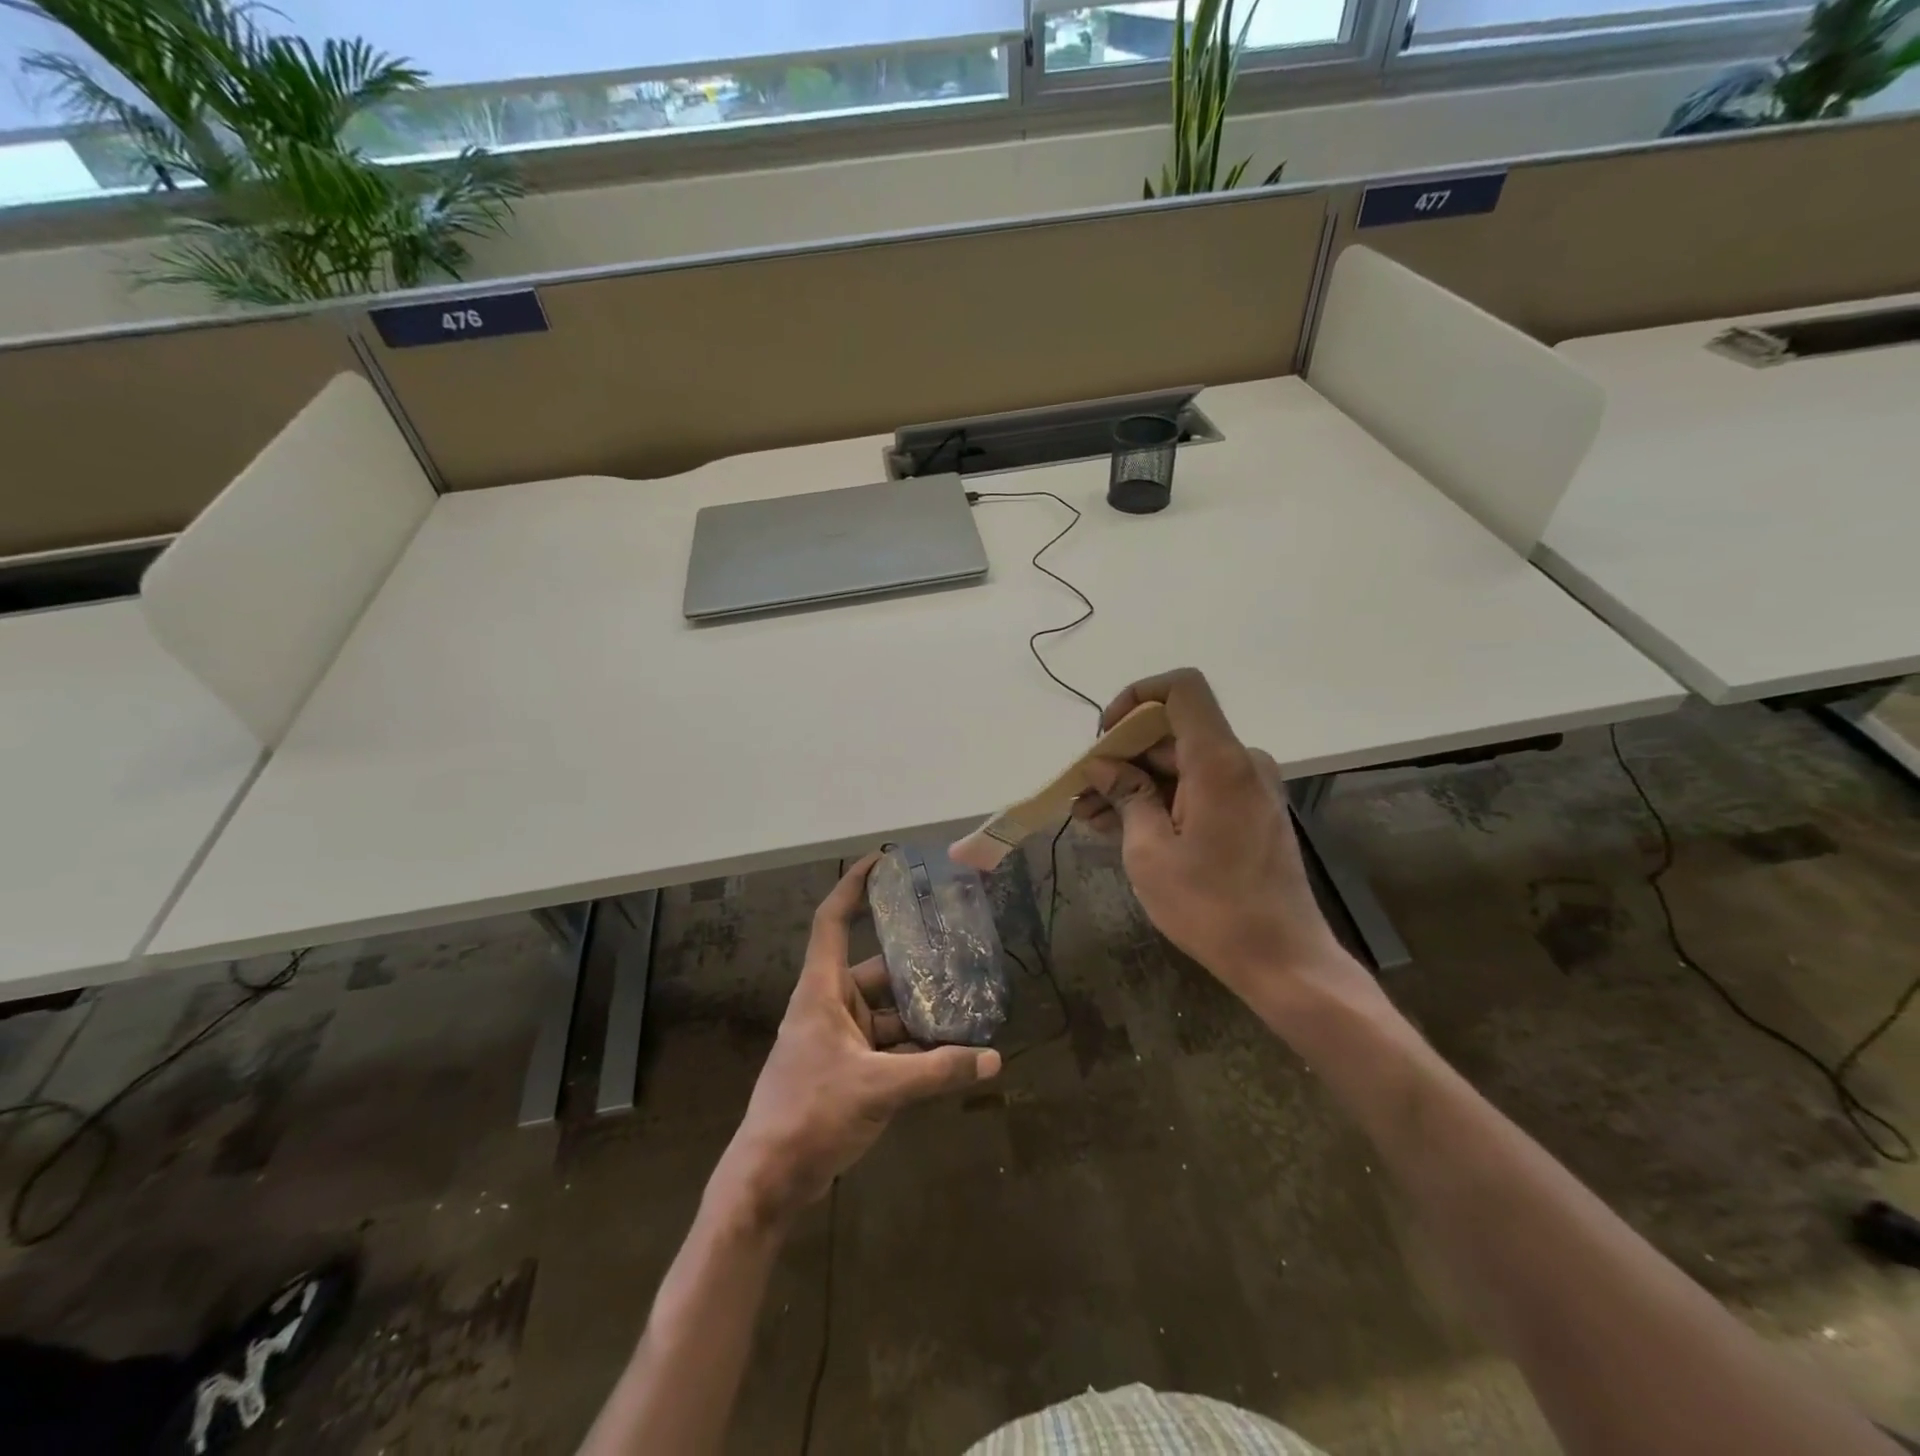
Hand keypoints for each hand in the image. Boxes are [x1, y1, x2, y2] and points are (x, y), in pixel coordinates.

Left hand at [712, 855, 1000, 1226]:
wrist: (767, 1181)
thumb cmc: (811, 1114)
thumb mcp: (880, 1089)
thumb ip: (938, 1071)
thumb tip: (995, 1059)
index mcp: (821, 991)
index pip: (833, 920)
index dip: (854, 886)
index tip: (883, 862)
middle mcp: (829, 1006)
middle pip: (876, 969)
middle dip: (916, 964)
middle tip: (960, 950)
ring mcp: (838, 1040)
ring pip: (887, 1012)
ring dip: (922, 1012)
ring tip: (969, 1003)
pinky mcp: (847, 1070)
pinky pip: (888, 1045)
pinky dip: (916, 1047)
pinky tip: (953, 1052)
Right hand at [1074, 669, 1355, 1011]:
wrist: (1282, 959)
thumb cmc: (1210, 906)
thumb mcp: (1150, 851)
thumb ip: (1127, 795)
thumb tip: (1103, 766)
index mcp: (1219, 761)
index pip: (1181, 688)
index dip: (1136, 697)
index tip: (1105, 737)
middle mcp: (1241, 762)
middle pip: (1173, 733)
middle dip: (1122, 757)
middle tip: (1082, 792)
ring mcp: (1249, 788)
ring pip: (1181, 766)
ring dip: (1135, 784)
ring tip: (1089, 816)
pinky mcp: (1250, 813)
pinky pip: (1198, 789)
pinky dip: (1162, 800)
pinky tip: (1121, 827)